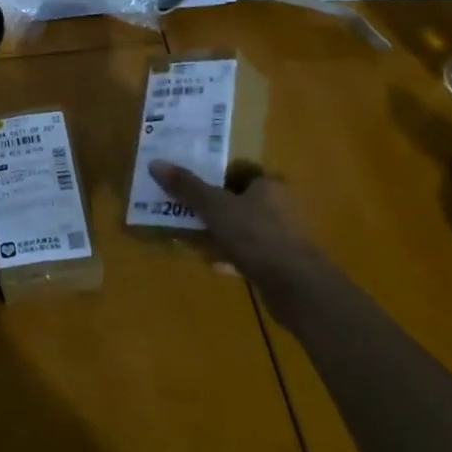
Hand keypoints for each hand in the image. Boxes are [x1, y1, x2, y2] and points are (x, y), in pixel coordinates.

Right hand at [148, 159, 314, 283]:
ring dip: (221, 233)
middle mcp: (280, 206)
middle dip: (215, 207)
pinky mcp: (282, 264)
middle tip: (187, 211)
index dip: (215, 176)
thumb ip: (187, 187)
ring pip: (244, 228)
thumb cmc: (256, 236)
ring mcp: (284, 237)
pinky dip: (232, 256)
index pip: (239, 172)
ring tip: (194, 238)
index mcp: (269, 185)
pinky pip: (250, 253)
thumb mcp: (215, 207)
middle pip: (240, 200)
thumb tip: (155, 163)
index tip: (192, 184)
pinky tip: (215, 264)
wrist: (296, 288)